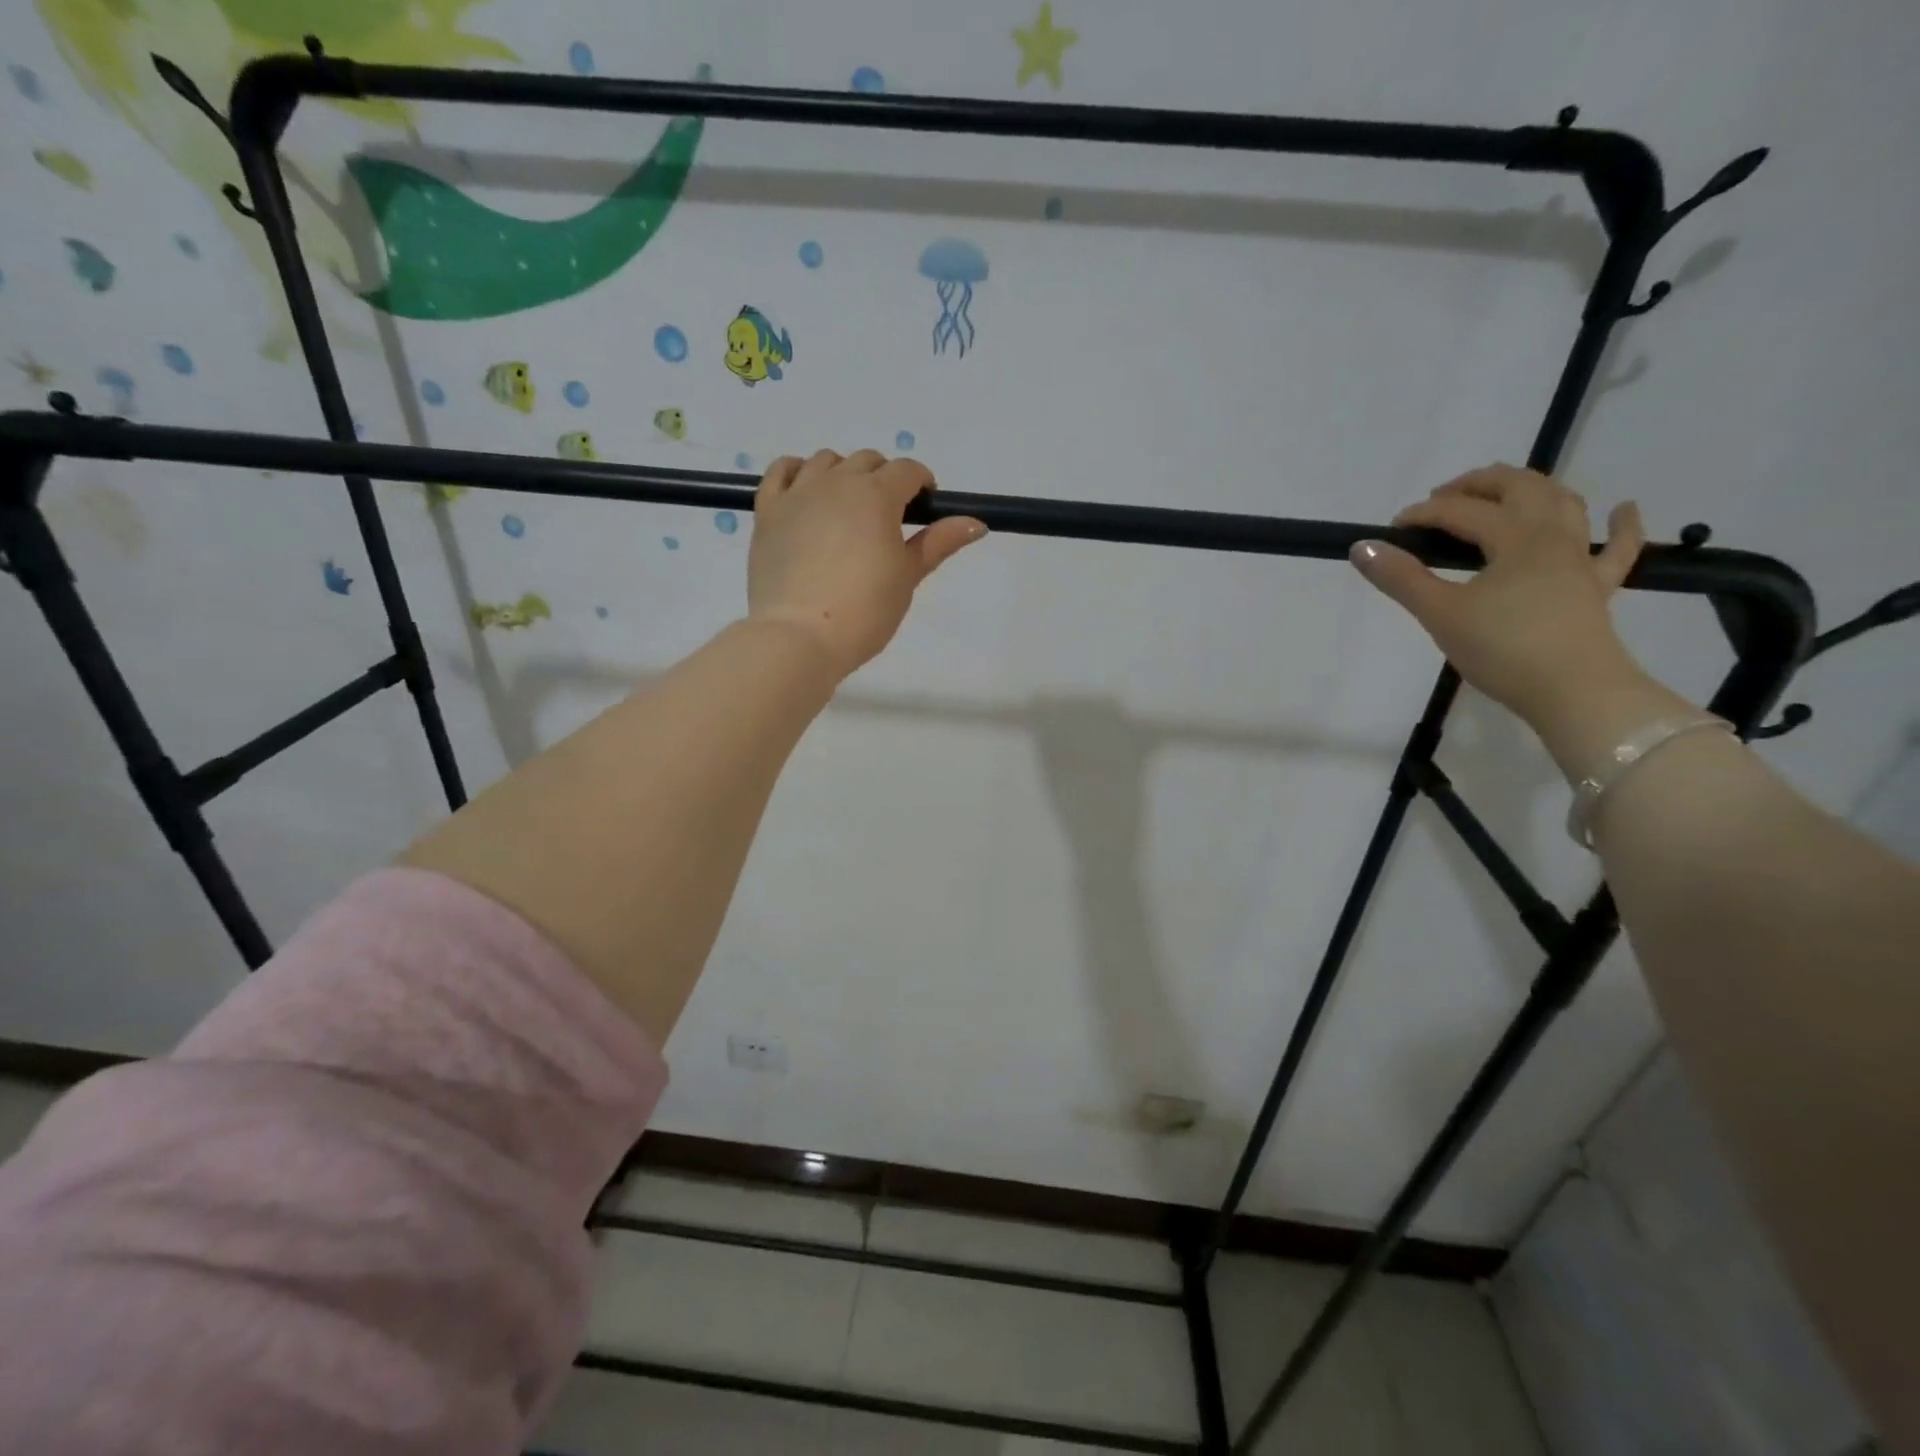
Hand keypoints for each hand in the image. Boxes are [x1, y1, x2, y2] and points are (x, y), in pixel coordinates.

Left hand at [746, 449, 986, 677]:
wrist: (800, 636)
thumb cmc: (864, 611)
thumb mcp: (907, 577)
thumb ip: (938, 543)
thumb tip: (975, 523)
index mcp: (877, 495)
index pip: (907, 471)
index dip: (921, 484)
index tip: (924, 508)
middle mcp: (837, 482)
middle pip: (867, 461)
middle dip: (884, 479)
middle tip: (888, 518)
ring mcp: (798, 493)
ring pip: (825, 461)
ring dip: (843, 474)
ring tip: (848, 508)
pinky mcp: (767, 511)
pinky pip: (780, 472)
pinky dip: (796, 472)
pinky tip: (805, 491)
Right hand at [1351, 465, 1685, 773]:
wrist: (1574, 691)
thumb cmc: (1503, 649)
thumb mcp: (1441, 613)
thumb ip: (1401, 578)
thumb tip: (1362, 546)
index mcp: (1515, 537)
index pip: (1462, 511)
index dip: (1424, 514)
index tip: (1392, 530)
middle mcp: (1553, 536)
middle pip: (1520, 488)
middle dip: (1479, 484)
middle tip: (1443, 497)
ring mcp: (1581, 560)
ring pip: (1564, 505)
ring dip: (1533, 489)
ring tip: (1506, 492)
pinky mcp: (1598, 588)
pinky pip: (1618, 549)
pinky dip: (1622, 524)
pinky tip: (1623, 509)